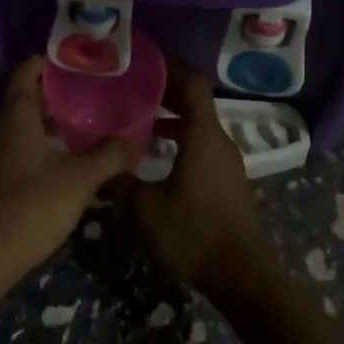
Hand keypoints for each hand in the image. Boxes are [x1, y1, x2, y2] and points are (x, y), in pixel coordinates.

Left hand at [0, 57, 130, 286]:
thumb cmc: (34, 204)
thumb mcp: (80, 178)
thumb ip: (107, 156)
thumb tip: (131, 138)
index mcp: (17, 115)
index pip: (25, 72)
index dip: (46, 62)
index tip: (72, 60)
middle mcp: (1, 129)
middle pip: (23, 98)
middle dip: (51, 92)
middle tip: (85, 91)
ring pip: (21, 126)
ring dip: (45, 122)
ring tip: (79, 123)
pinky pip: (19, 150)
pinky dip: (39, 145)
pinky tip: (62, 160)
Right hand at [129, 69, 273, 299]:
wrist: (244, 278)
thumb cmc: (196, 232)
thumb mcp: (148, 209)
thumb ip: (122, 183)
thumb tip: (98, 167)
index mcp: (203, 134)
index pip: (193, 83)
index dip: (171, 69)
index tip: (145, 66)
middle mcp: (219, 140)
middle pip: (196, 102)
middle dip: (166, 93)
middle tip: (133, 91)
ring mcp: (227, 163)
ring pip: (199, 126)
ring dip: (174, 119)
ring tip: (141, 123)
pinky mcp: (229, 184)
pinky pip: (204, 147)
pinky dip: (183, 141)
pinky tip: (160, 159)